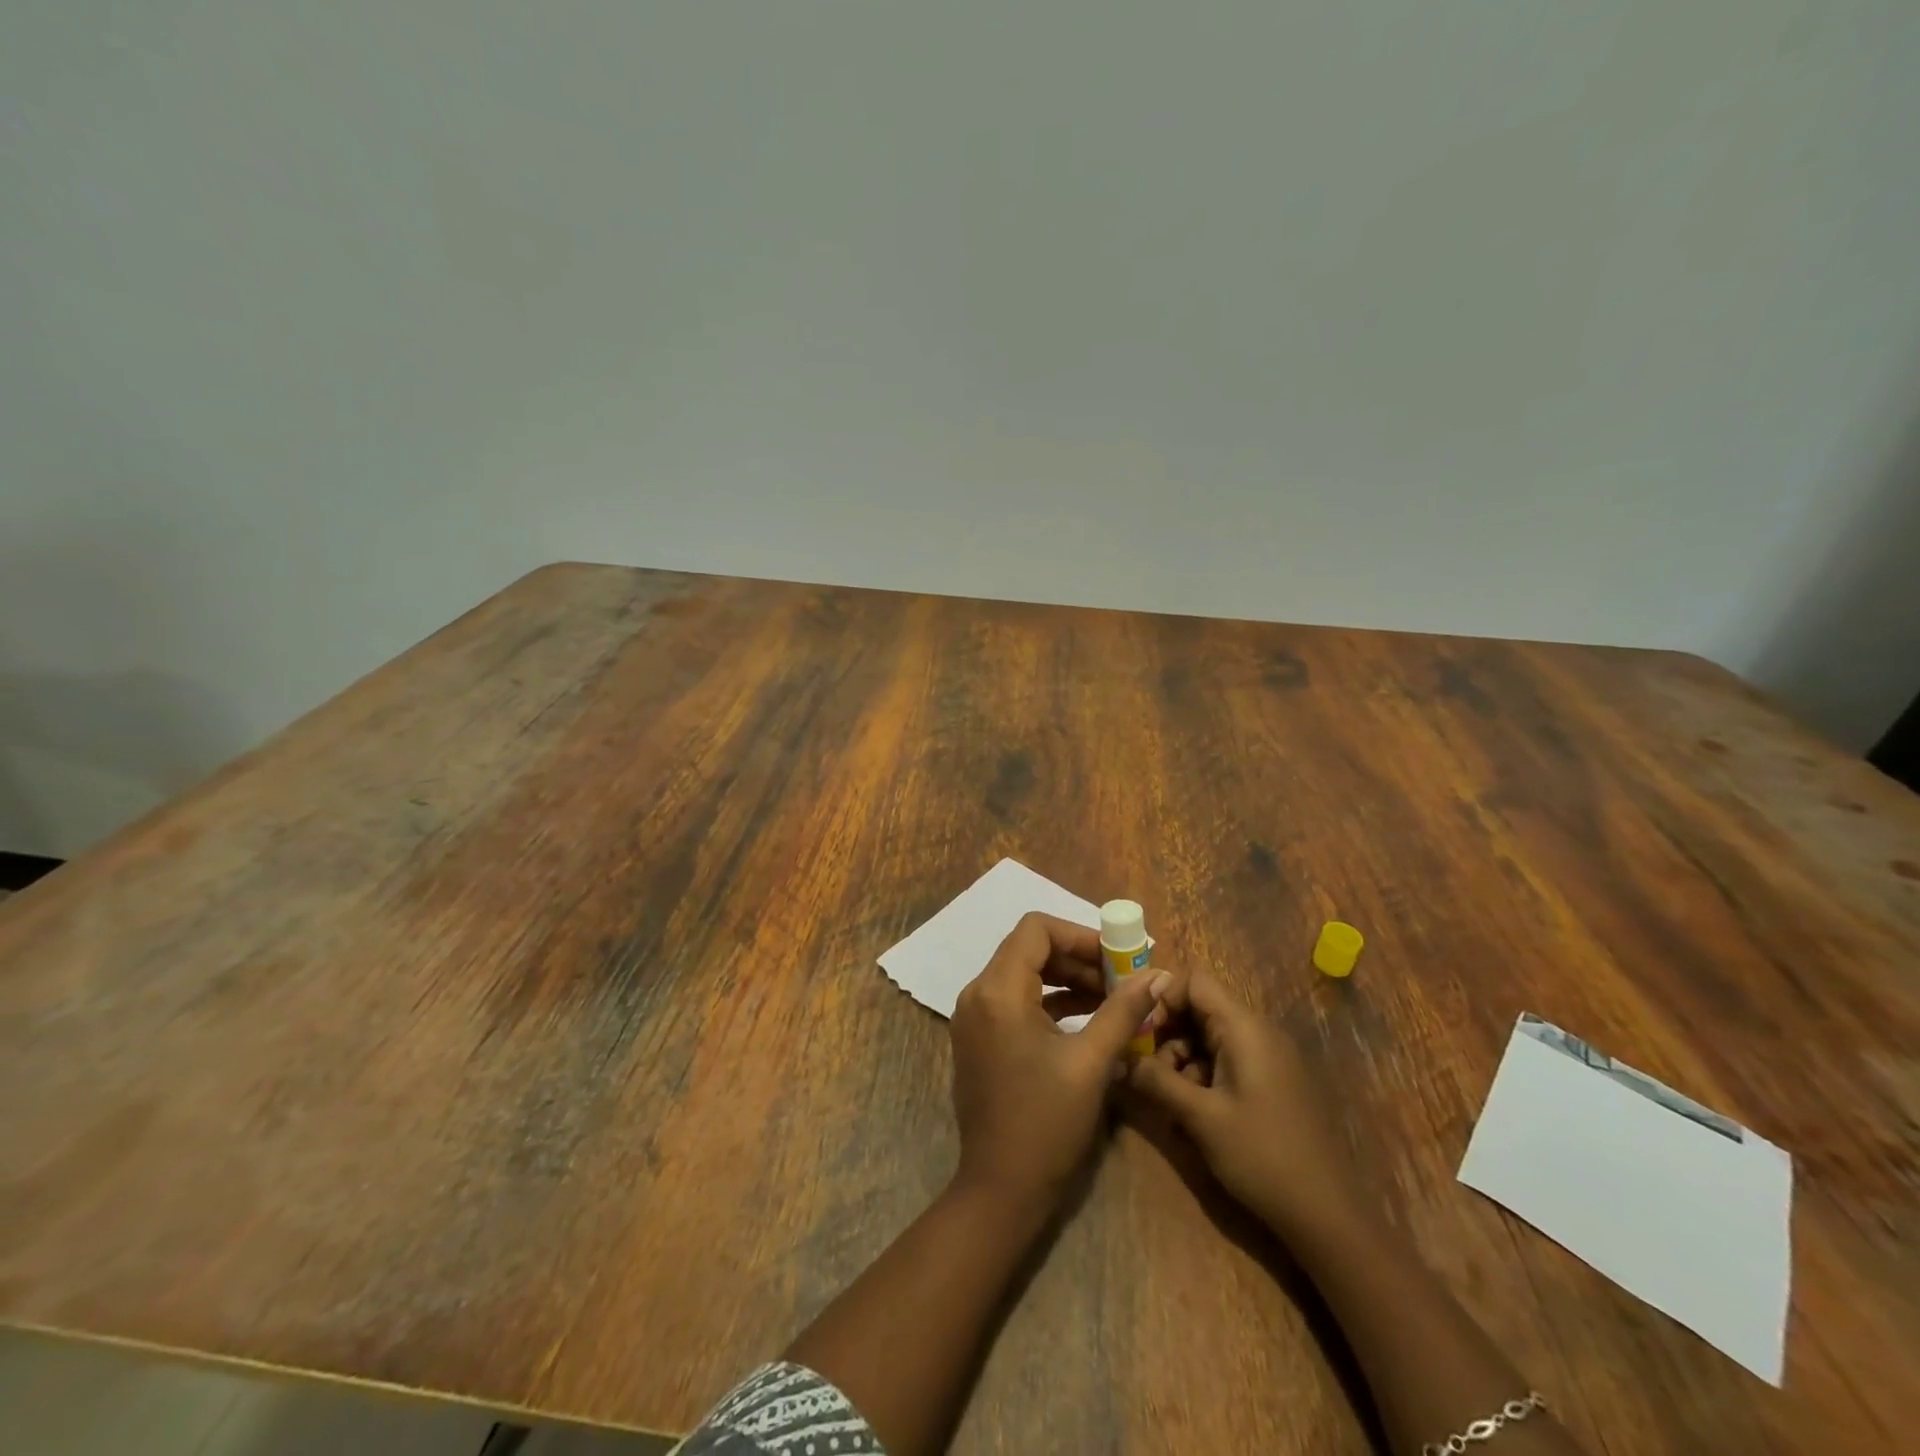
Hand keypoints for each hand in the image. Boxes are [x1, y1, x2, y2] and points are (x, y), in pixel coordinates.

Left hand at [950, 912, 1169, 1208]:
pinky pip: (1016, 1001)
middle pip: (1029, 949)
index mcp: (998, 991)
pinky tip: (1089, 1019)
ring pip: (1024, 974)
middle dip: (1078, 958)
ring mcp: (974, 1017)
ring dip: (1067, 980)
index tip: (1117, 957)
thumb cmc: (1047, 1123)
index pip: (1036, 929)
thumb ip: (1123, 1011)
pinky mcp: (980, 1039)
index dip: (1080, 935)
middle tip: (1121, 979)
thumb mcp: (1092, 1063)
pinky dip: (1051, 1002)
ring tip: (1113, 999)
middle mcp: (978, 994)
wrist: (1001, 1190)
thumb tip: (1156, 976)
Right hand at [1125, 969, 1357, 1237]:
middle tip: (1149, 1071)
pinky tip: (1194, 1115)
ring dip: (1183, 1060)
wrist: (1327, 1216)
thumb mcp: (1200, 1117)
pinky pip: (1228, 1060)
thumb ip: (1157, 1080)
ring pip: (1210, 1037)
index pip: (1196, 981)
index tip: (1142, 1032)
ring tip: (1170, 1100)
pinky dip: (1204, 1077)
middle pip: (1201, 1009)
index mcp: (1245, 1028)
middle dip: (1169, 1034)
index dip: (1163, 998)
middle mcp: (1259, 1032)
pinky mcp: (1272, 1082)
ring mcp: (1269, 1058)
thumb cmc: (1261, 1156)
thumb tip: (1120, 1057)